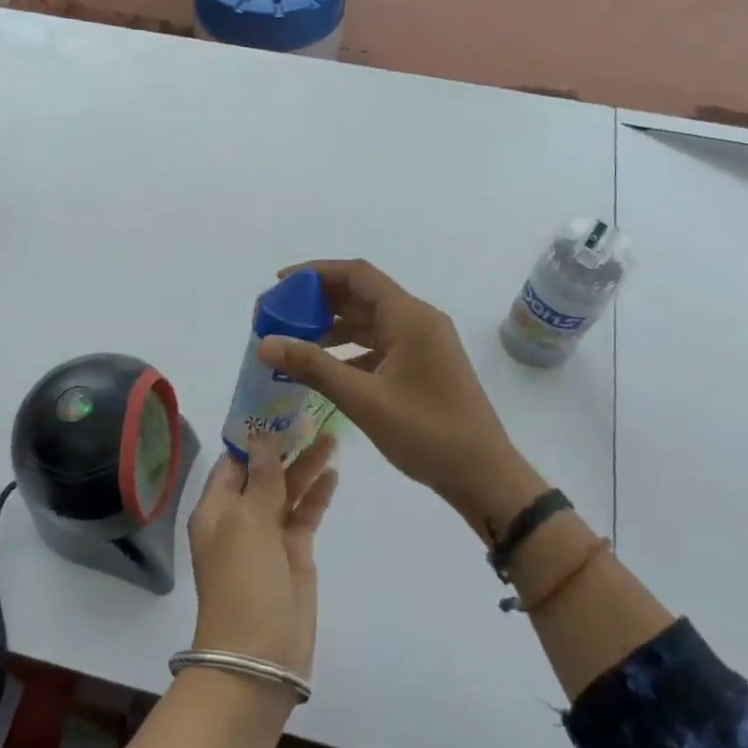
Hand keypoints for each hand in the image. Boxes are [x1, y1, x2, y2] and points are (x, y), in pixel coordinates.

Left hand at [186, 432, 337, 681]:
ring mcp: (268, 536)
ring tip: (331, 435)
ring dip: (305, 466)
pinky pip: (305, 515)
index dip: (253, 436)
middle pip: (263, 473)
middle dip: (284, 446)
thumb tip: (259, 438)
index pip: (233, 461)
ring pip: (287, 491)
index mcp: (216, 508)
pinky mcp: (294, 553)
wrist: (259, 655)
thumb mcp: (248, 523)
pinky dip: (317, 495)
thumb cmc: (243, 581)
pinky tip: (333, 472)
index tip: (277, 407)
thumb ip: (260, 480)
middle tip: (311, 413)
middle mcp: (239, 517)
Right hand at [257, 260, 545, 542]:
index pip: (357, 275)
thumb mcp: (364, 399)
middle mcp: (418, 322)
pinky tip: (323, 369)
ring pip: (368, 322)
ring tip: (292, 342)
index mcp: (410, 318)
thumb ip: (313, 367)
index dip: (315, 273)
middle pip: (361, 295)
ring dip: (331, 327)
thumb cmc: (427, 433)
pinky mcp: (422, 367)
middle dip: (317, 302)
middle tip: (278, 316)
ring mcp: (422, 345)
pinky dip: (348, 351)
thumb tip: (264, 343)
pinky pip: (378, 346)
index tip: (279, 284)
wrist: (483, 475)